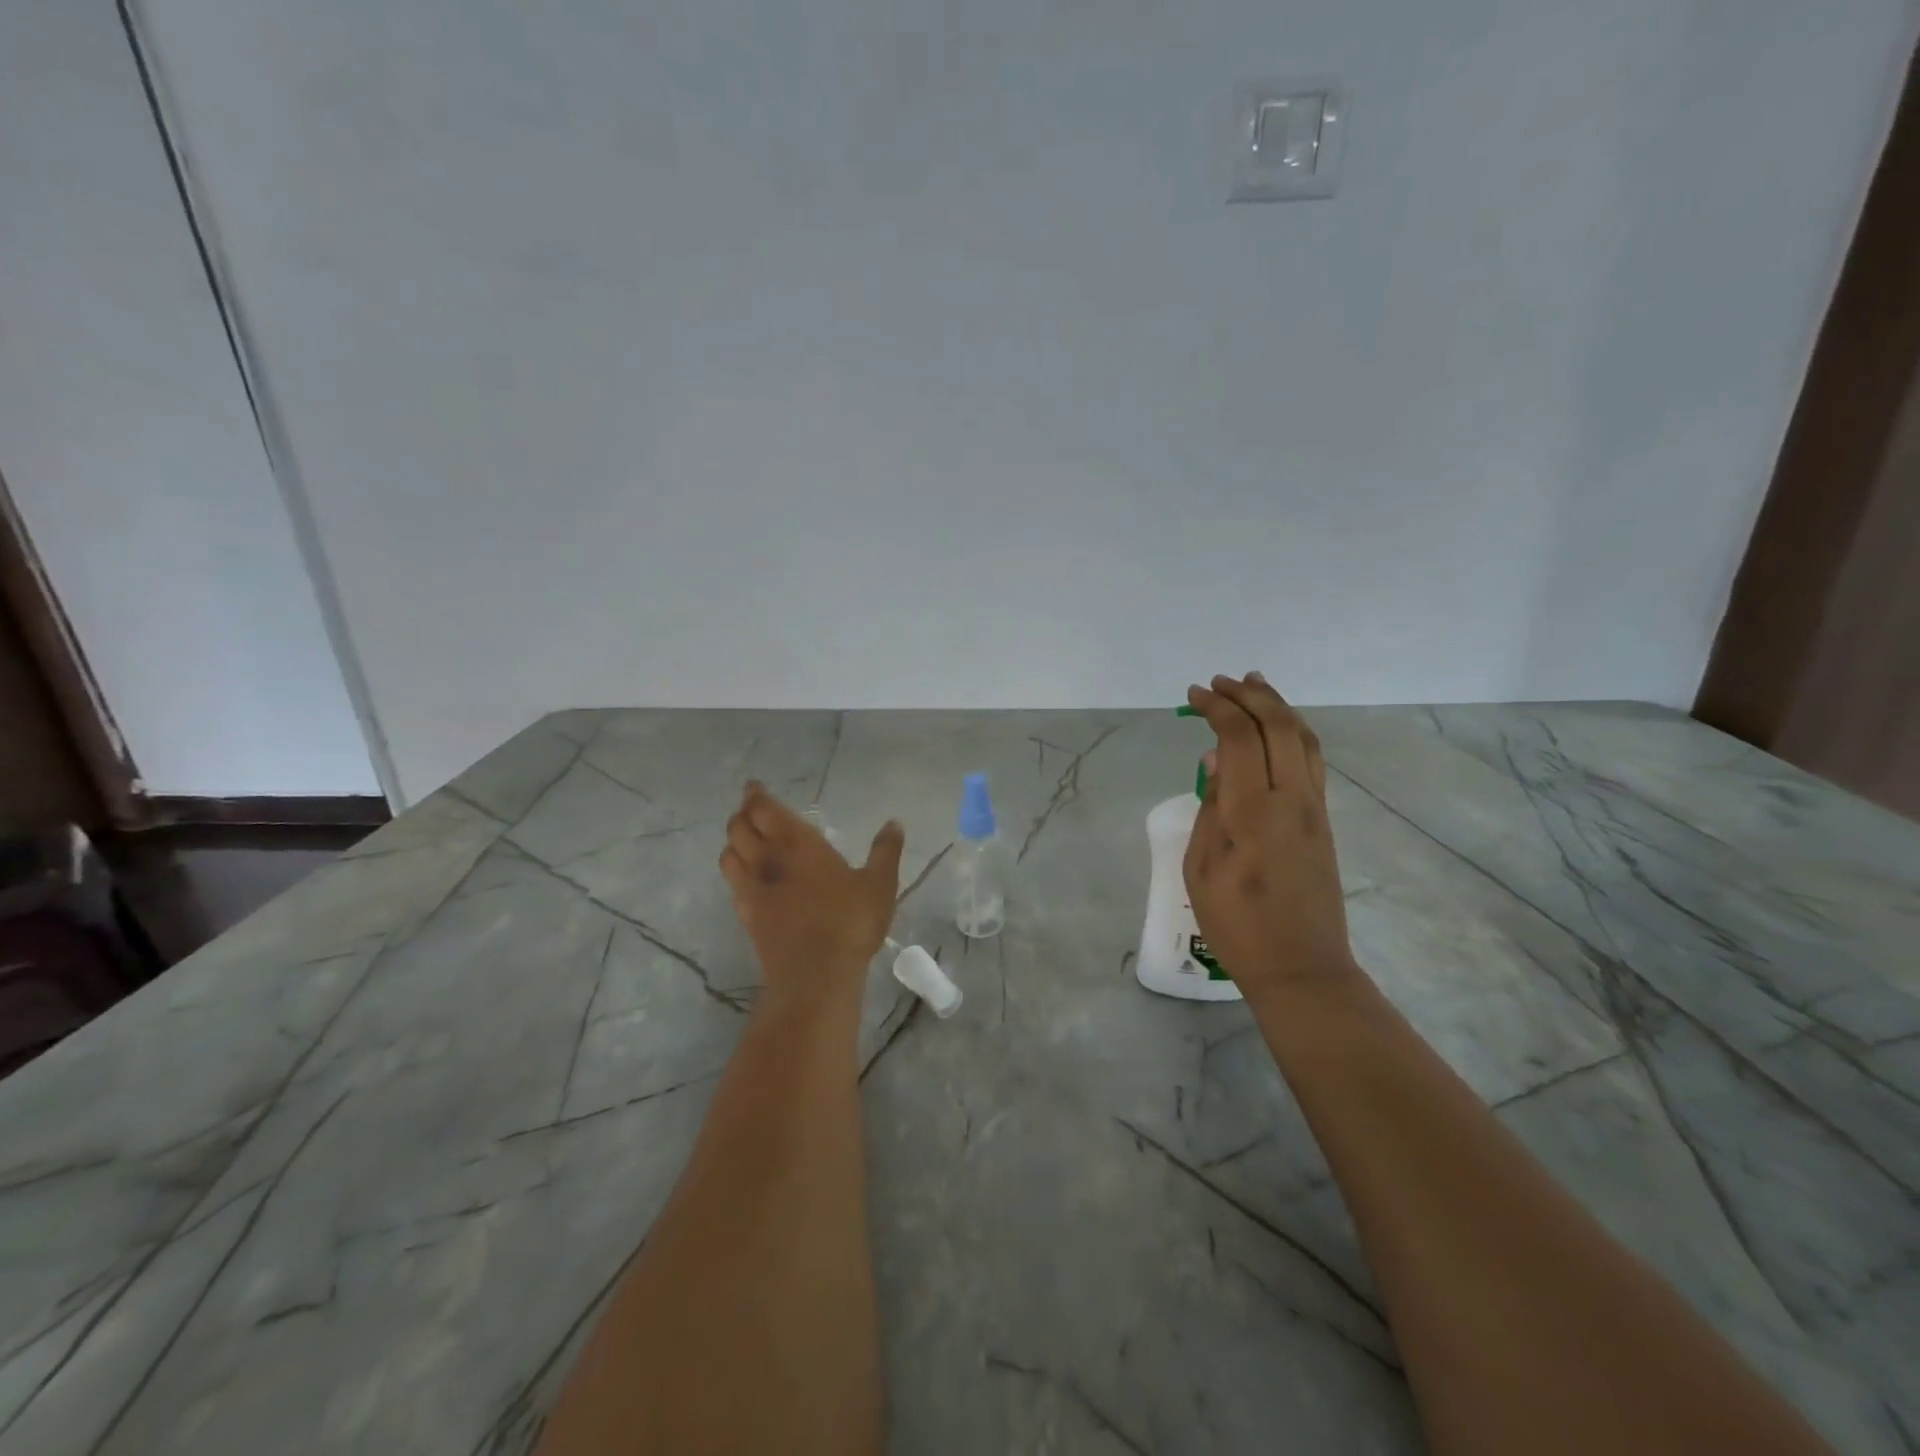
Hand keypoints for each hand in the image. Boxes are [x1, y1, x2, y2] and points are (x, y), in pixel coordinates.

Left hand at [721, 783, 905, 1001]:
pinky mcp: (747, 917)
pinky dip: (735, 872)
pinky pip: (732, 884)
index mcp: (797, 843)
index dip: (755, 795)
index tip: (754, 787)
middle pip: (738, 828)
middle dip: (742, 815)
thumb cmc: (849, 921)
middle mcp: (767, 860)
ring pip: (728, 855)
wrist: (815, 975)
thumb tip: (894, 823)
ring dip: (733, 842)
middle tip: (752, 810)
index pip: (764, 809)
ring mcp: (752, 890)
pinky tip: (747, 878)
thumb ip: (885, 851)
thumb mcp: (879, 883)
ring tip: (744, 839)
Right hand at [1183, 674, 1358, 1004]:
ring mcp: (1314, 807)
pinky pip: (1312, 759)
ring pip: (1304, 737)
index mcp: (1253, 810)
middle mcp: (1292, 798)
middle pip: (1279, 725)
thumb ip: (1210, 806)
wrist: (1301, 967)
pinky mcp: (1324, 819)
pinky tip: (1277, 728)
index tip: (1193, 696)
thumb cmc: (1237, 924)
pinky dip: (1293, 731)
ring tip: (1254, 686)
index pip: (1240, 737)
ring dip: (1278, 706)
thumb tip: (1217, 759)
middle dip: (1248, 695)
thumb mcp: (1200, 867)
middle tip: (1219, 683)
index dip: (1217, 708)